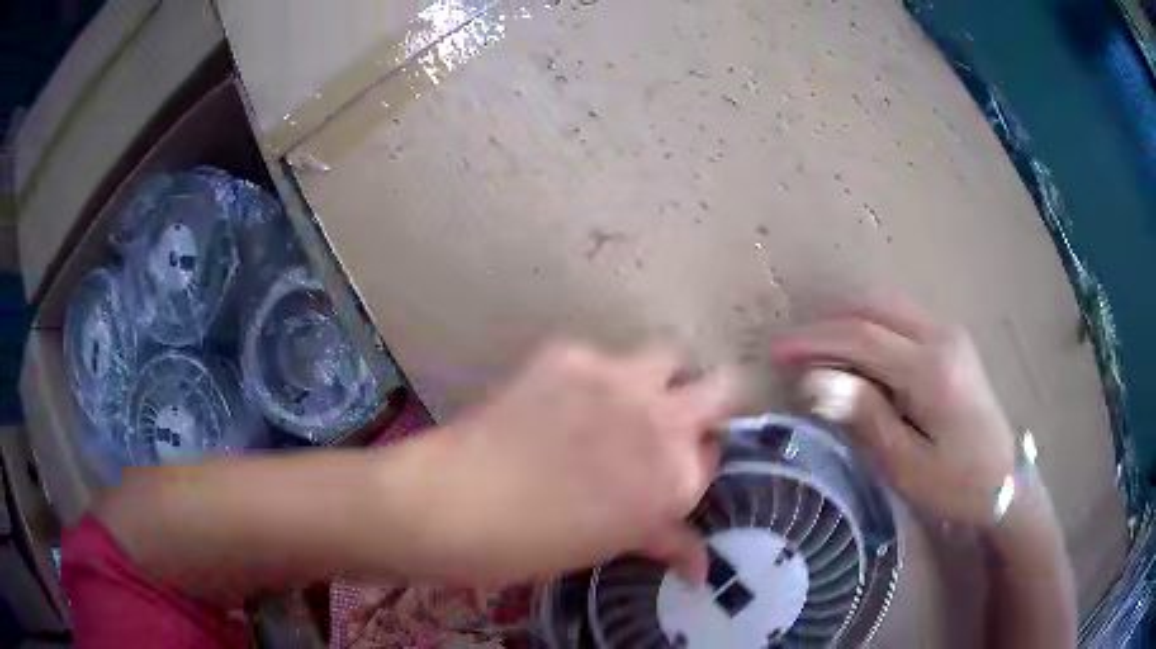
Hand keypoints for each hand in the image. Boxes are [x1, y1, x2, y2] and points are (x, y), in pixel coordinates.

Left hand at [432, 341, 737, 583]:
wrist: (454, 504)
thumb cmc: (534, 545)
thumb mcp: (609, 546)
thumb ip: (665, 544)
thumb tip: (702, 571)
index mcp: (676, 480)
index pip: (713, 454)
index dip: (694, 460)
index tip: (671, 467)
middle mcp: (664, 421)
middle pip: (722, 387)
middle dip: (708, 403)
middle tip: (669, 423)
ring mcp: (619, 380)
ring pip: (669, 355)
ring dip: (658, 376)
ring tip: (620, 400)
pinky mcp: (570, 355)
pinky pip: (599, 356)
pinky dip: (590, 375)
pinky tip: (557, 399)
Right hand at [770, 300, 1016, 525]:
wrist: (1004, 481)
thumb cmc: (955, 484)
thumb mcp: (906, 464)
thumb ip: (866, 416)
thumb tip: (817, 380)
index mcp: (931, 369)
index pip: (862, 337)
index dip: (815, 341)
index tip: (776, 351)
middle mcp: (941, 336)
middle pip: (874, 308)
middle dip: (828, 324)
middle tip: (793, 351)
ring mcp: (949, 334)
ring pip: (887, 307)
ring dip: (847, 323)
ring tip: (817, 353)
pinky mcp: (951, 341)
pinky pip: (901, 320)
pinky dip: (870, 328)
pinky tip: (856, 356)